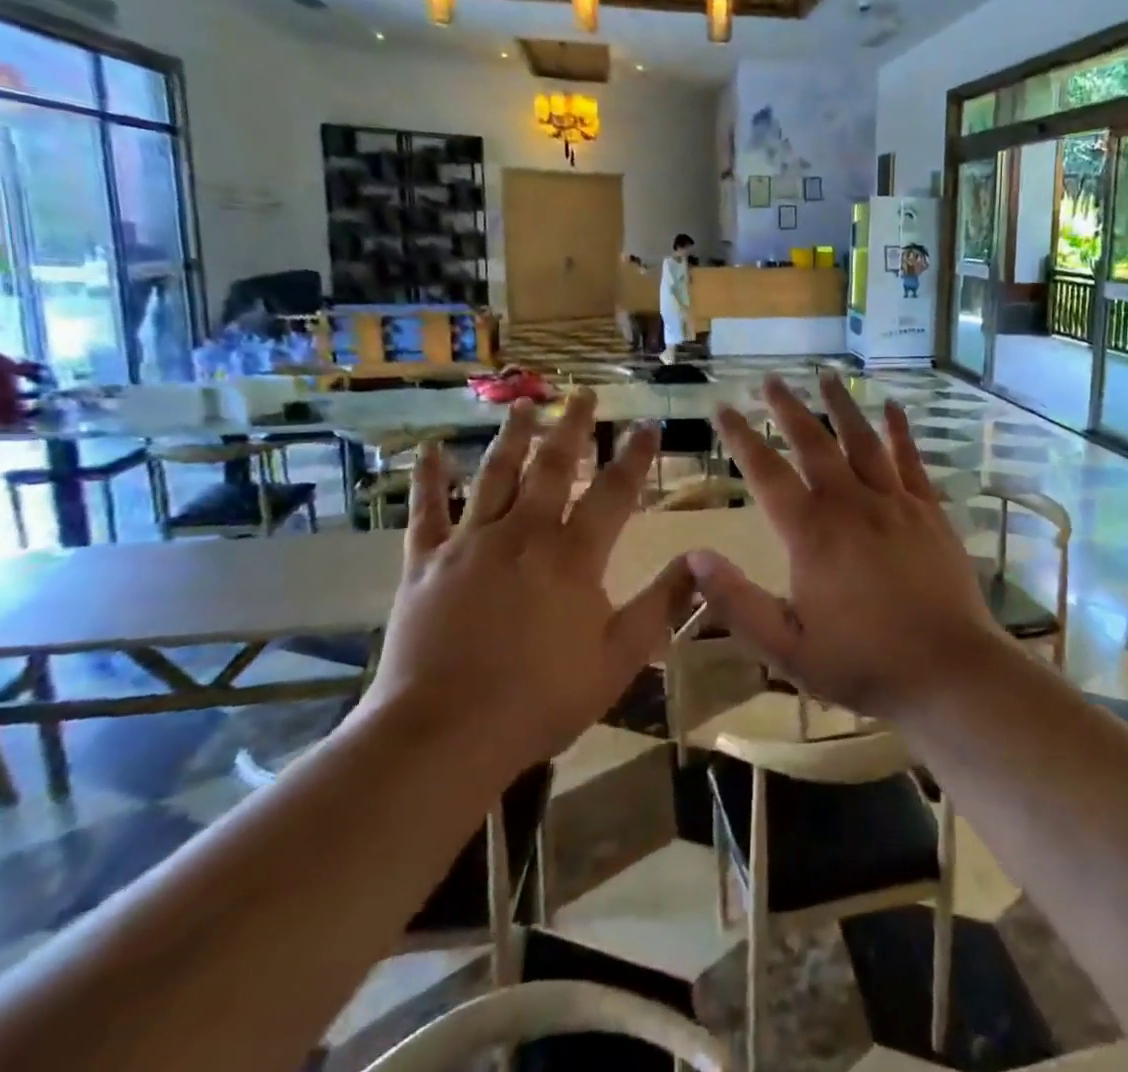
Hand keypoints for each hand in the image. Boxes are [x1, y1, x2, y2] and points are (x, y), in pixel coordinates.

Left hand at [360, 392, 691, 769]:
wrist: (443, 734)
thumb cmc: (540, 699)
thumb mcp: (619, 657)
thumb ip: (662, 603)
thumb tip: (701, 560)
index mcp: (573, 555)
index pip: (614, 491)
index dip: (635, 456)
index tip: (647, 425)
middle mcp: (524, 533)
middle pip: (553, 466)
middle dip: (572, 427)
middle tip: (582, 393)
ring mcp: (470, 543)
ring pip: (495, 475)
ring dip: (512, 436)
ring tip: (523, 404)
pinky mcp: (425, 563)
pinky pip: (427, 511)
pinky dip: (429, 478)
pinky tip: (428, 449)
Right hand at [690, 375, 1003, 718]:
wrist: (948, 671)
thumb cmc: (862, 663)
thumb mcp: (786, 647)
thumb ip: (737, 602)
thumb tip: (695, 556)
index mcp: (811, 534)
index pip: (766, 473)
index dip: (741, 438)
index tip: (724, 408)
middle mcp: (850, 504)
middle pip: (813, 443)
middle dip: (788, 408)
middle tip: (771, 379)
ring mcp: (894, 503)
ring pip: (862, 440)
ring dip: (841, 406)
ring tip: (827, 376)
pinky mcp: (928, 511)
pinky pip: (910, 459)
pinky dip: (899, 430)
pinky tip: (892, 406)